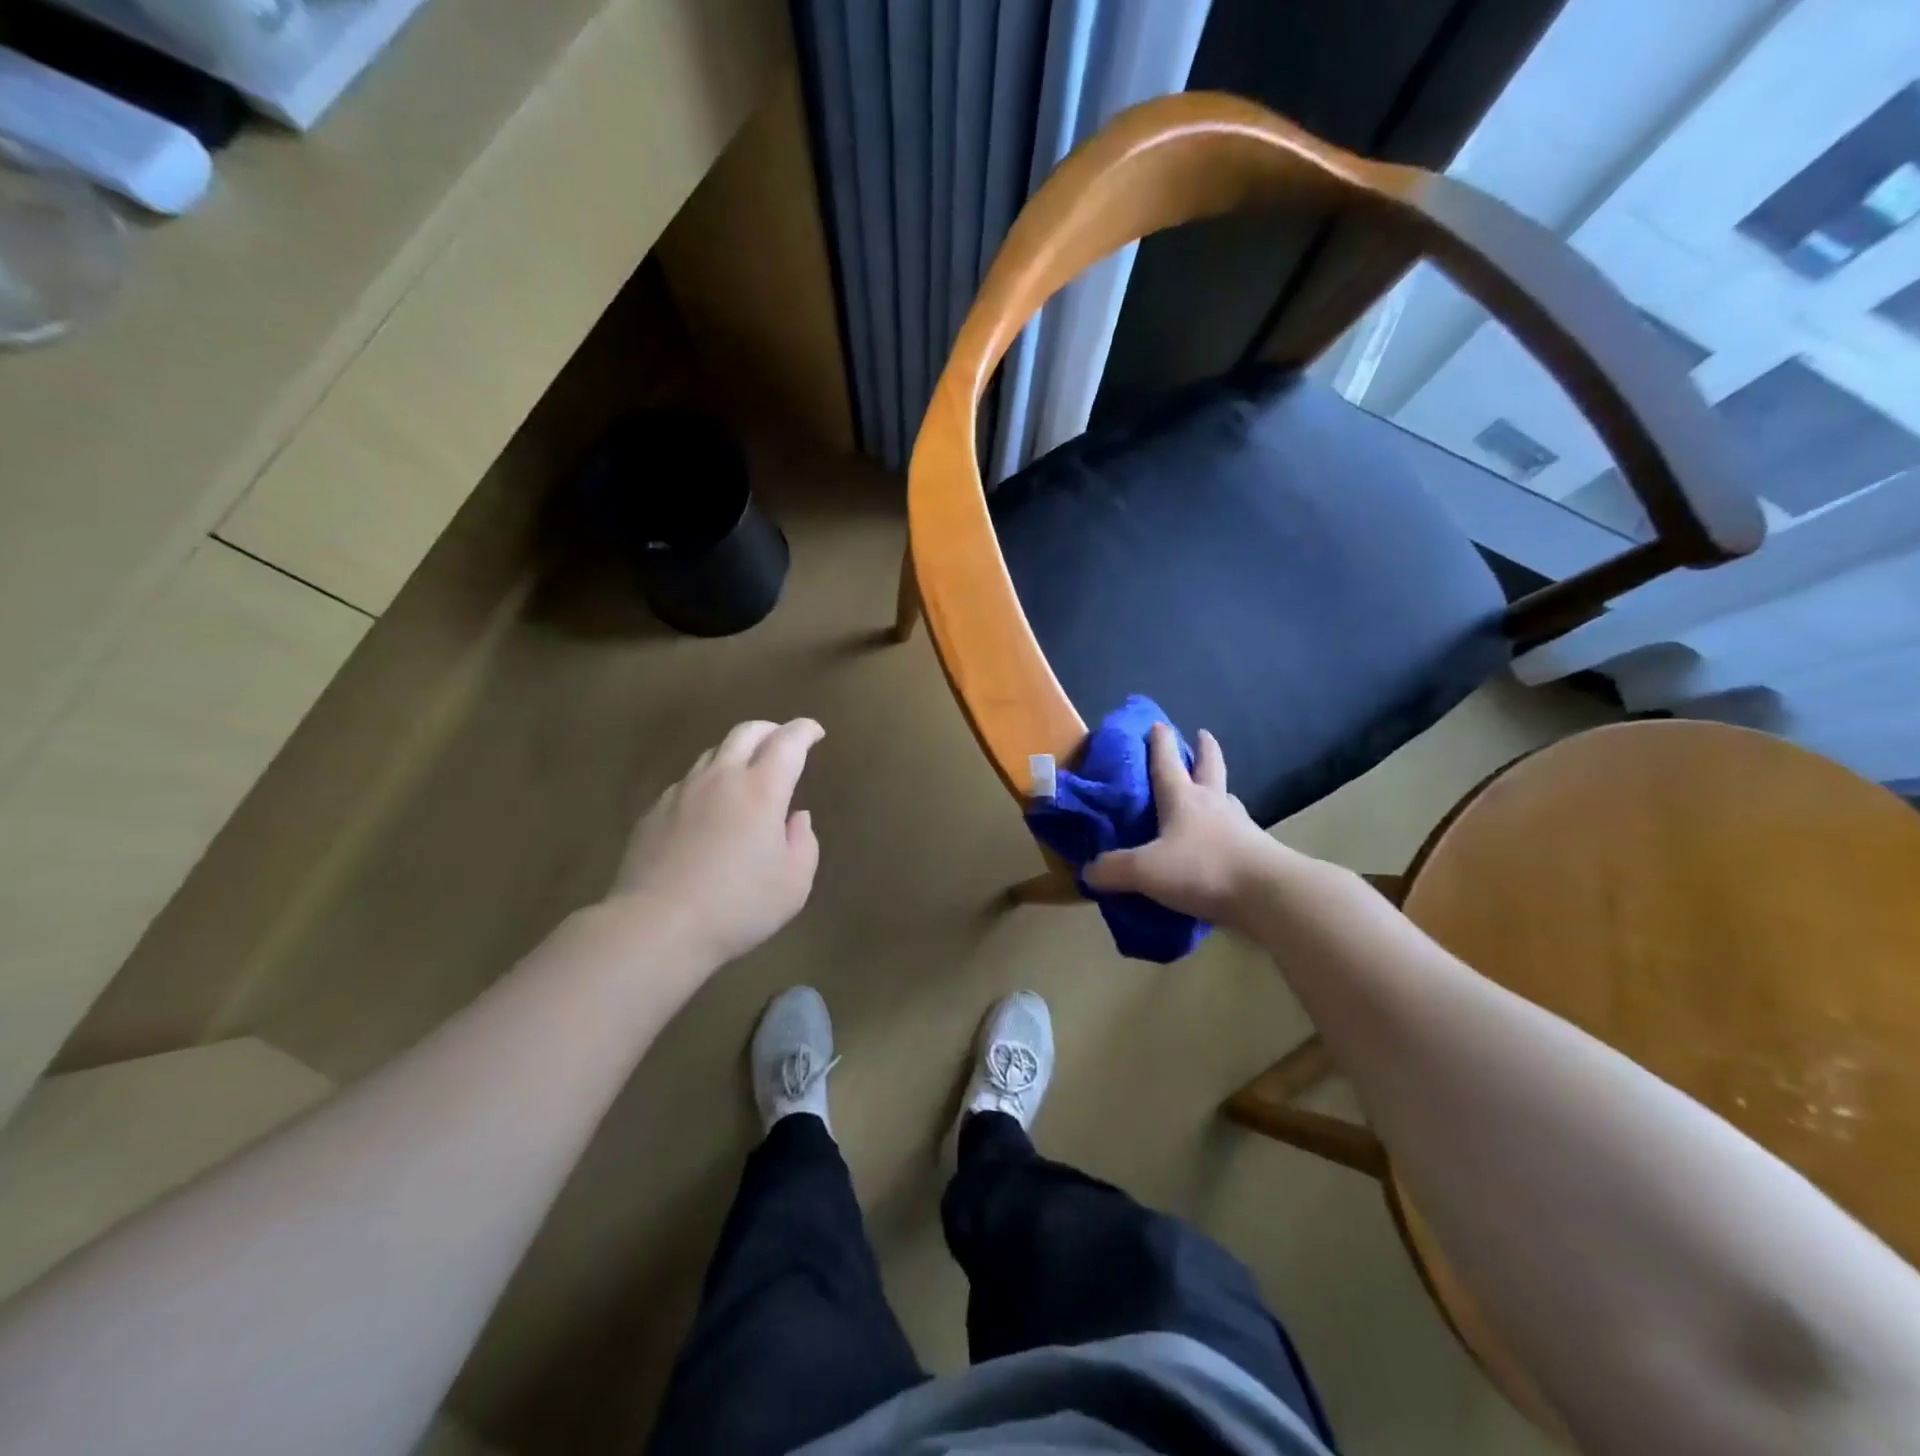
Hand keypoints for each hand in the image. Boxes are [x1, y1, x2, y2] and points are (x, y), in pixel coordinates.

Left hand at [608, 718, 823, 963]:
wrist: (656, 926)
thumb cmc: (738, 906)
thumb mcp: (794, 883)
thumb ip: (804, 842)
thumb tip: (796, 818)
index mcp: (762, 789)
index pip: (788, 741)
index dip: (805, 730)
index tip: (816, 732)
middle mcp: (721, 778)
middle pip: (746, 732)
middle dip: (770, 729)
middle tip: (783, 740)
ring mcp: (682, 792)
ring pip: (712, 754)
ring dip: (736, 753)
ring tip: (746, 772)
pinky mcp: (654, 812)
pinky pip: (687, 783)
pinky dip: (707, 783)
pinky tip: (708, 808)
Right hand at [1083, 724, 1281, 926]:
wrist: (1267, 894)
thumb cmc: (1203, 868)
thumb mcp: (1146, 871)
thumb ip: (1114, 870)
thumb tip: (1088, 872)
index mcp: (1184, 799)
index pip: (1168, 763)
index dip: (1161, 743)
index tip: (1158, 724)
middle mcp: (1213, 804)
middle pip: (1209, 768)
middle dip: (1204, 750)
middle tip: (1203, 734)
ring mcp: (1239, 826)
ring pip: (1227, 798)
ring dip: (1219, 789)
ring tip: (1213, 790)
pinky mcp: (1256, 852)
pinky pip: (1237, 832)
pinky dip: (1228, 829)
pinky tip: (1223, 839)